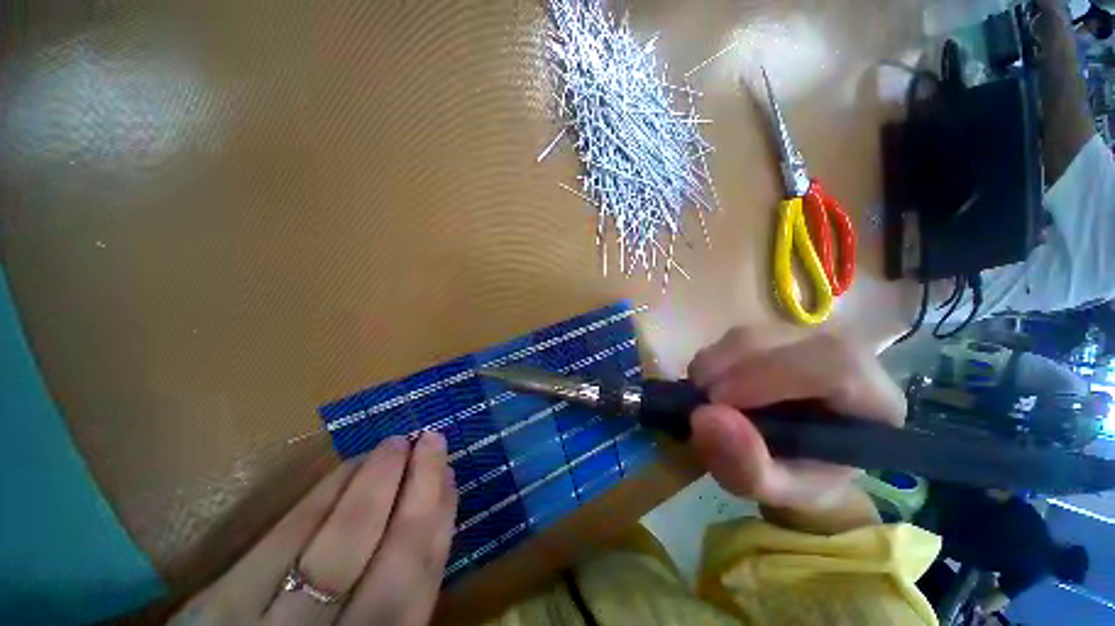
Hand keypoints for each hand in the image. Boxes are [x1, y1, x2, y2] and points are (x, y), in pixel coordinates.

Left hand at [172, 432, 456, 625]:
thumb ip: (394, 598)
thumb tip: (428, 519)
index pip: (416, 586)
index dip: (438, 524)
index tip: (450, 475)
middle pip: (387, 561)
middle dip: (417, 489)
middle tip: (432, 439)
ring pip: (336, 542)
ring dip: (375, 482)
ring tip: (396, 443)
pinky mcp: (218, 605)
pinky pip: (285, 535)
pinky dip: (326, 494)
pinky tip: (349, 467)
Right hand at [687, 329, 904, 510]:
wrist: (800, 455)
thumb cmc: (803, 475)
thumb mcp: (780, 491)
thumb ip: (749, 468)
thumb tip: (704, 416)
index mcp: (874, 397)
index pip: (834, 363)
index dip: (769, 375)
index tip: (718, 402)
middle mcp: (842, 353)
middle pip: (780, 340)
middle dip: (728, 368)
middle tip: (702, 405)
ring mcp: (803, 337)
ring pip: (748, 335)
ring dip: (713, 367)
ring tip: (707, 403)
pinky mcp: (771, 333)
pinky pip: (731, 336)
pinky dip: (711, 362)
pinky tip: (713, 389)